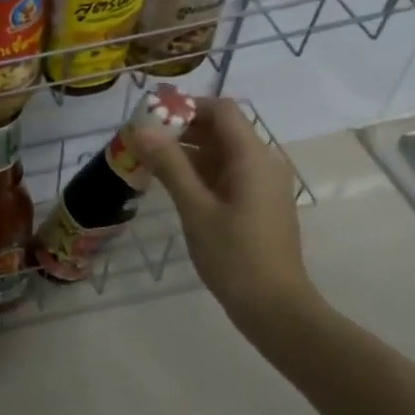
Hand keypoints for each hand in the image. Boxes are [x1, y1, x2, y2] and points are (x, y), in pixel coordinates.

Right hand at [134, 98, 320, 328]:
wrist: (275, 308)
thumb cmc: (235, 256)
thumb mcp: (195, 209)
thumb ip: (169, 165)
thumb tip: (140, 129)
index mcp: (253, 157)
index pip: (221, 110)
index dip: (186, 106)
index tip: (151, 117)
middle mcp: (263, 162)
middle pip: (222, 128)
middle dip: (182, 128)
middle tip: (142, 141)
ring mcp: (262, 185)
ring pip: (222, 152)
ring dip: (188, 151)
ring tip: (149, 161)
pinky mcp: (257, 203)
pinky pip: (227, 173)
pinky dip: (200, 171)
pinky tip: (173, 185)